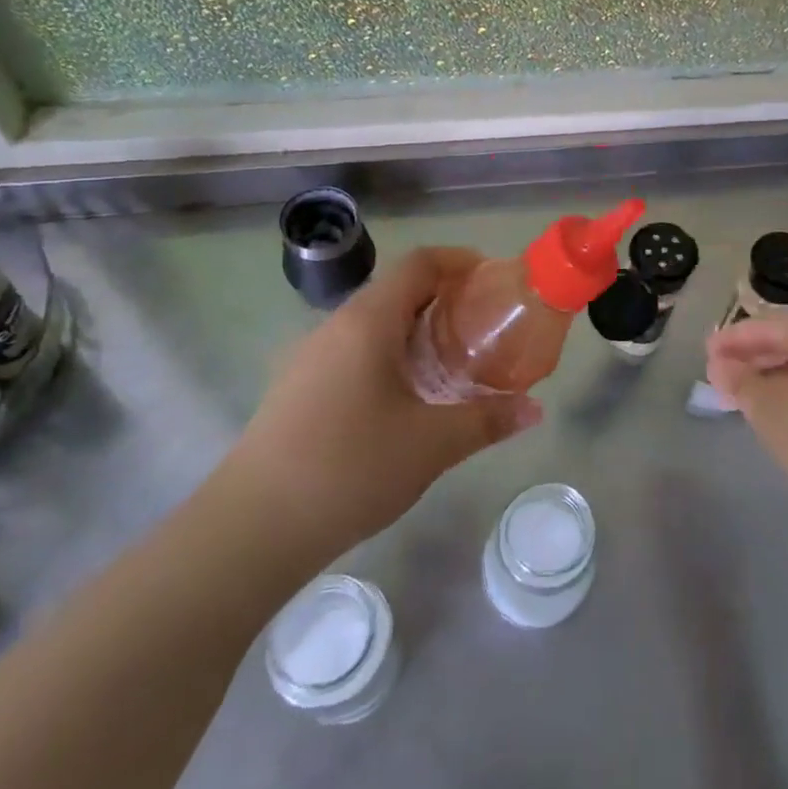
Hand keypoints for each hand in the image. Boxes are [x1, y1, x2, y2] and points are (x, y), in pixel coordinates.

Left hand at [223, 248, 541, 555]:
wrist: (252, 527)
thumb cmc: (351, 468)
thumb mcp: (432, 444)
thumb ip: (487, 420)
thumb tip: (534, 410)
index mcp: (368, 322)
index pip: (419, 263)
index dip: (459, 261)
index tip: (493, 279)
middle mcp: (335, 327)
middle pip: (396, 290)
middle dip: (443, 298)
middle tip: (483, 326)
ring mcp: (309, 357)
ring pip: (373, 323)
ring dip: (415, 329)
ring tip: (452, 361)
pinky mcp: (297, 388)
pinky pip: (353, 351)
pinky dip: (389, 354)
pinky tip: (406, 397)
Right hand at [706, 313, 787, 537]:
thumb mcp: (769, 408)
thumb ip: (739, 381)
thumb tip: (719, 365)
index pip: (769, 325)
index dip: (733, 338)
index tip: (705, 352)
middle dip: (751, 357)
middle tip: (718, 374)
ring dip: (771, 376)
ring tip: (741, 395)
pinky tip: (778, 411)